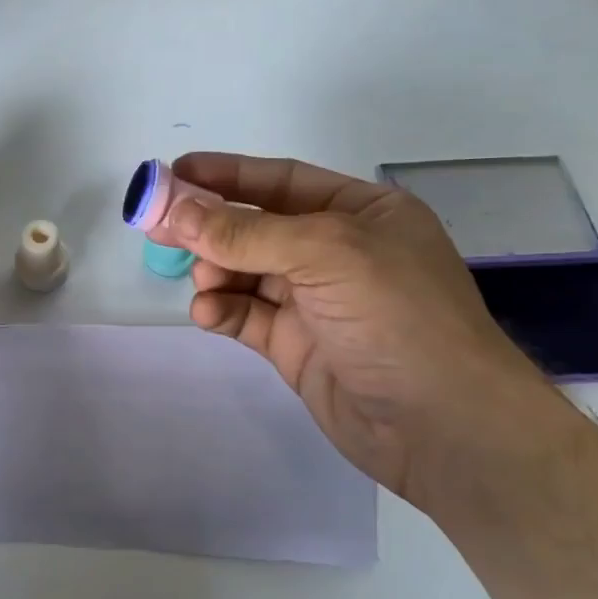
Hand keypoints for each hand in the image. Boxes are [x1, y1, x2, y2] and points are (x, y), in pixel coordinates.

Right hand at [162, 152, 557, 500]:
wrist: (442, 426)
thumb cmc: (398, 317)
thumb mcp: (325, 255)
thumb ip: (247, 233)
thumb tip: (177, 211)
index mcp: (361, 213)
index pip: (283, 181)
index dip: (228, 174)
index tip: (175, 172)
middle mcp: (337, 251)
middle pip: (257, 226)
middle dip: (209, 226)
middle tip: (156, 226)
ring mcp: (315, 301)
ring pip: (245, 272)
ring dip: (216, 272)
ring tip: (203, 283)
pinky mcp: (296, 344)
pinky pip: (246, 314)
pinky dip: (222, 309)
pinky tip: (209, 313)